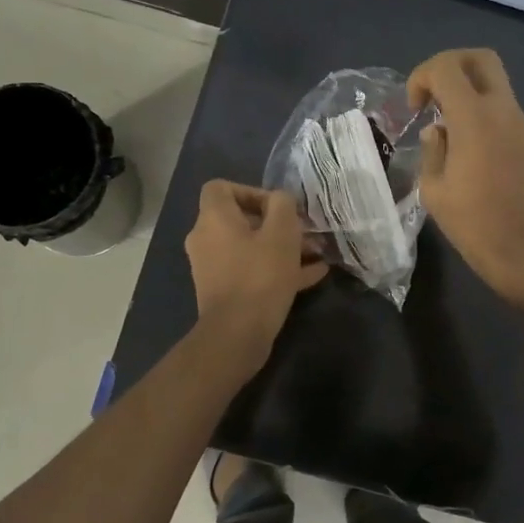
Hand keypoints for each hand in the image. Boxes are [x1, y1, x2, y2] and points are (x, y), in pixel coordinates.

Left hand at [185, 181, 327, 359]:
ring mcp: (213, 267)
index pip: (221, 188)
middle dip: (279, 225)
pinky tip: (312, 276)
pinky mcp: (224, 291)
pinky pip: (251, 270)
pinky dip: (276, 269)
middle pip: (242, 220)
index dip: (251, 191)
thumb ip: (283, 205)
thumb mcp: (282, 232)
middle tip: (307, 234)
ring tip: (316, 255)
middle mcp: (206, 239)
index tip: (278, 208)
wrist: (237, 334)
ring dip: (283, 248)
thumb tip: (280, 200)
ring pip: (251, 247)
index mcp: (214, 218)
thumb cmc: (260, 275)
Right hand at [407, 49, 523, 313]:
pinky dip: (483, 114)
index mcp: (475, 119)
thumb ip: (433, 150)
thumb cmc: (474, 226)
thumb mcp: (435, 190)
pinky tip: (469, 150)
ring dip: (468, 92)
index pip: (447, 67)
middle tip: (433, 95)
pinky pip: (505, 111)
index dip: (422, 76)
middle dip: (451, 66)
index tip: (414, 107)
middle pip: (481, 59)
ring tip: (447, 129)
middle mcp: (504, 111)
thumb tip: (438, 131)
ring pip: (496, 84)